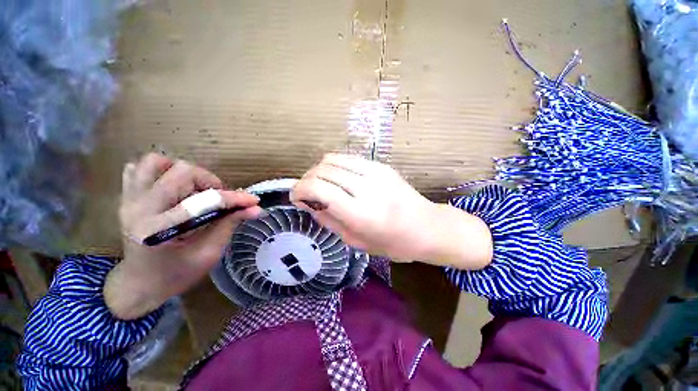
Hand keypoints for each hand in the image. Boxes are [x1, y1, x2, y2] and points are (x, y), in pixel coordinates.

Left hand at [104, 153, 261, 319]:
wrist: (138, 284)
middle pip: (181, 171)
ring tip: (194, 188)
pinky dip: (159, 171)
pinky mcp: (126, 197)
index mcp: (159, 230)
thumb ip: (230, 225)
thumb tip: (255, 209)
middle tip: (218, 198)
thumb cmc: (176, 275)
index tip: (253, 200)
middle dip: (209, 181)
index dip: (234, 198)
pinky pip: (137, 169)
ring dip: (182, 172)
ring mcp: (129, 200)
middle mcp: (140, 208)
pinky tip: (172, 187)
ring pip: (155, 162)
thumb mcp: (209, 253)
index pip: (204, 201)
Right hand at [291, 154, 492, 267]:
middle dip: (306, 180)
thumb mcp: (355, 241)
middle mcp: (366, 187)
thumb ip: (328, 220)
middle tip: (306, 193)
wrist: (427, 227)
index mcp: (360, 213)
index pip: (318, 188)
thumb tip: (307, 203)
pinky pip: (347, 158)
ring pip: (332, 158)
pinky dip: (334, 166)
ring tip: (320, 185)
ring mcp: (375, 171)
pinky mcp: (381, 165)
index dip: (299, 189)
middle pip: (322, 170)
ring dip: (319, 171)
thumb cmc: (392, 242)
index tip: (295, 197)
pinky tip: (337, 178)